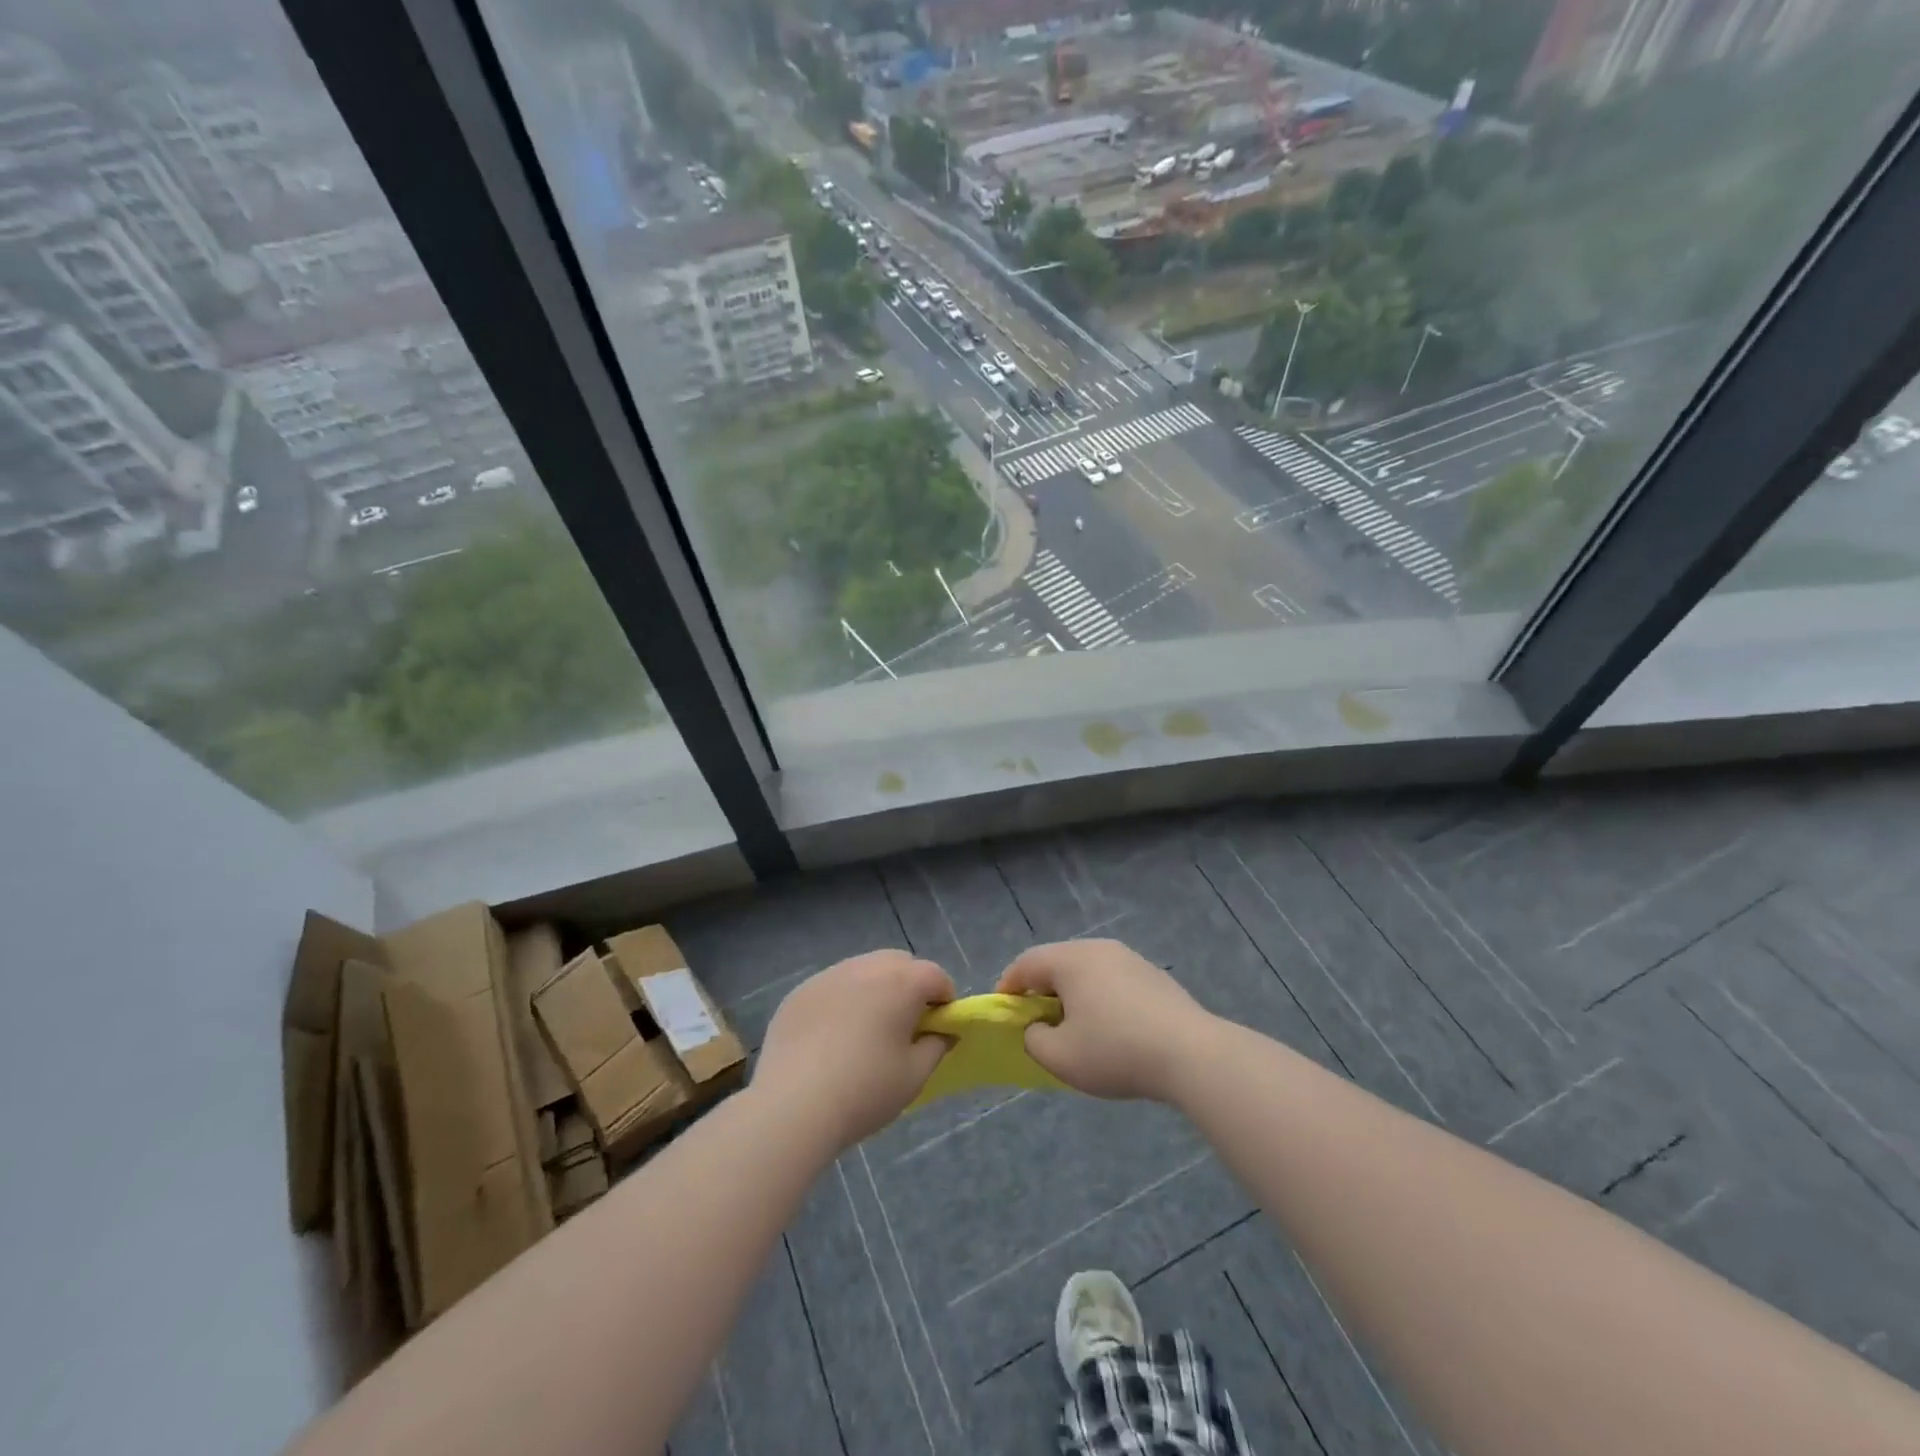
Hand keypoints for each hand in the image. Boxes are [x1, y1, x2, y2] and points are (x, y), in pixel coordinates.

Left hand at [752, 950, 954, 1148]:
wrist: (793, 1106)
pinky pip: (832, 987)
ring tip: (865, 1031)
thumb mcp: (914, 1076)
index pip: (936, 976)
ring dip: (874, 990)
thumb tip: (942, 1033)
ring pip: (863, 970)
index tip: (938, 1028)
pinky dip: (841, 1001)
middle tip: (904, 1026)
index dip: (944, 1000)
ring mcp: (829, 975)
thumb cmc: (865, 1090)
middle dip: (909, 986)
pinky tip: (830, 1038)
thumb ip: (936, 1047)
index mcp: (902, 982)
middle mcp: (866, 967)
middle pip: (899, 964)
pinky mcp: (800, 992)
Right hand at [997, 940, 1214, 1100]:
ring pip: (1087, 970)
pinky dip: (1100, 997)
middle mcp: (1098, 948)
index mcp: (1070, 960)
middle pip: (1057, 962)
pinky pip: (1112, 980)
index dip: (1008, 986)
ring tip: (1073, 1027)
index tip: (1003, 1011)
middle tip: (1036, 1021)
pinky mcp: (1153, 975)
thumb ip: (1034, 1040)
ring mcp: (1129, 958)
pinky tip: (1110, 1028)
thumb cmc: (1116, 1051)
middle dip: (1041, 990)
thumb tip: (1037, 1028)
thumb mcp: (1061, 1058)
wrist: (1191, 1053)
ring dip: (1072, 994)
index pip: (1026, 963)